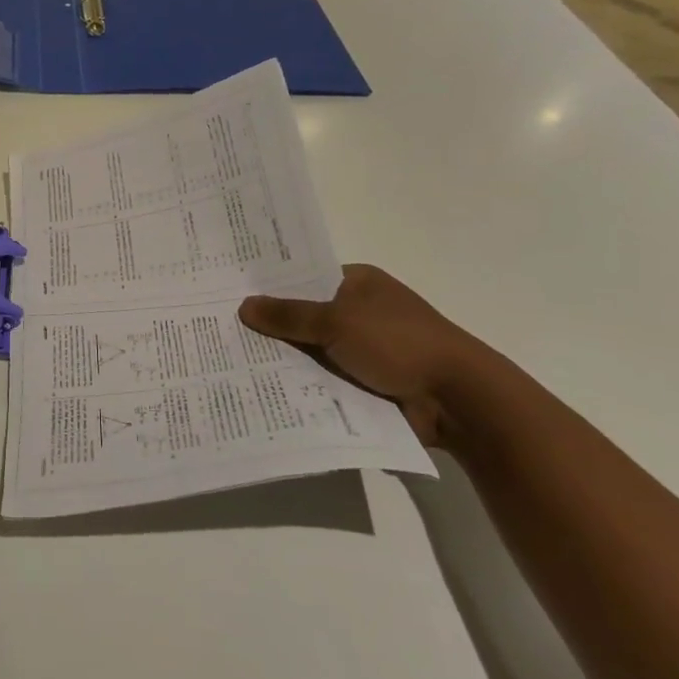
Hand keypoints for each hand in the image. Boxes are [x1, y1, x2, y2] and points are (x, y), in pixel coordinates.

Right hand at [238, 265, 486, 446]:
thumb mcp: (337, 322)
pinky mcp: (367, 382)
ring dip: (285, 360)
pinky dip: (304, 385)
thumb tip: (245, 306)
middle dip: (271, 327)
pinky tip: (265, 390)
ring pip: (312, 351)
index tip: (230, 295)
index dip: (270, 287)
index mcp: (358, 283)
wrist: (457, 399)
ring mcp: (364, 349)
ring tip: (232, 363)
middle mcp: (359, 311)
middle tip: (222, 330)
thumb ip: (289, 316)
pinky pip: (324, 380)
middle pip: (304, 316)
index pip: (304, 279)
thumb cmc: (398, 343)